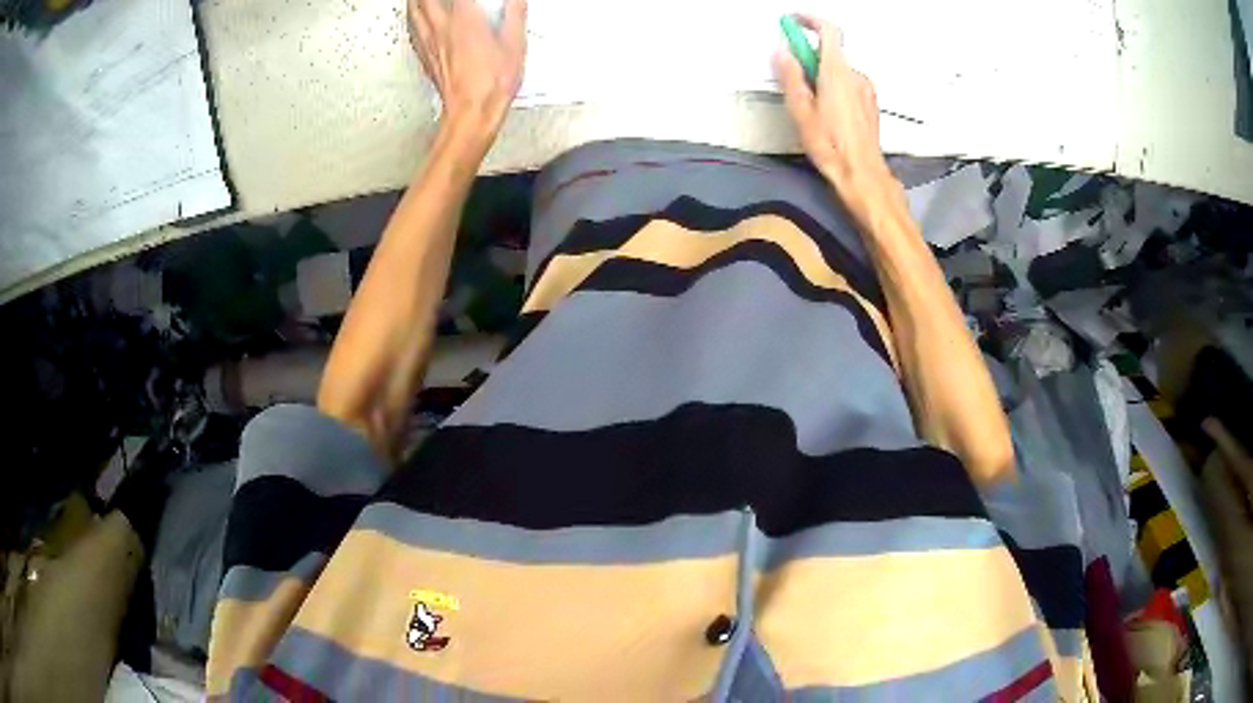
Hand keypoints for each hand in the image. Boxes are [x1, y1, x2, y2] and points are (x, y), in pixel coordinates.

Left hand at [408, 0, 526, 141]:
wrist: (471, 112)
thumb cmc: (492, 83)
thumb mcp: (515, 43)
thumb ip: (515, 13)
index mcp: (465, 20)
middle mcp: (442, 28)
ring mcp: (430, 43)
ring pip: (414, 12)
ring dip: (415, 0)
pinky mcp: (426, 56)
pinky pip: (413, 30)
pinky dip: (412, 18)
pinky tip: (415, 18)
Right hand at [773, 15, 896, 209]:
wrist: (862, 174)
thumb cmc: (832, 146)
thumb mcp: (801, 110)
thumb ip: (791, 77)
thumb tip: (782, 54)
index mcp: (837, 73)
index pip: (829, 30)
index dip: (810, 20)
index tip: (794, 21)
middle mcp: (855, 76)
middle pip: (831, 52)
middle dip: (809, 57)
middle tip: (793, 74)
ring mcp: (866, 90)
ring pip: (839, 70)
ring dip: (822, 74)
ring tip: (809, 102)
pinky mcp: (870, 103)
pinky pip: (849, 84)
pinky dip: (834, 86)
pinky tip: (827, 111)